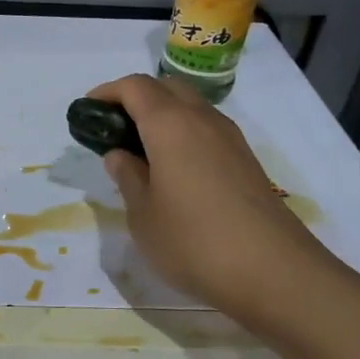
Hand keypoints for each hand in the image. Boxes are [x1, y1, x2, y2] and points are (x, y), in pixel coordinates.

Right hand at [87, 74, 325, 320]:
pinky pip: (207, 131)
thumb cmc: (192, 241)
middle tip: (114, 129)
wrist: (272, 272)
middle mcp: (202, 120)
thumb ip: (128, 176)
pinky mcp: (246, 161)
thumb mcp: (142, 214)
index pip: (134, 87)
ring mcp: (230, 139)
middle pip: (166, 88)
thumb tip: (119, 154)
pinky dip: (183, 135)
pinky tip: (173, 171)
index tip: (87, 112)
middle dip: (136, 98)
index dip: (107, 93)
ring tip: (140, 152)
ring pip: (190, 107)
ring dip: (162, 116)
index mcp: (170, 125)